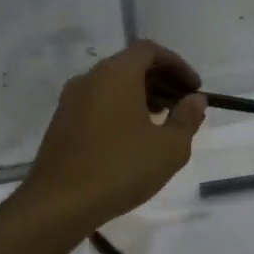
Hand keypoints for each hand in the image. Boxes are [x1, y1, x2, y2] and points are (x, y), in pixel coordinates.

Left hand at [20, 40, 206, 232]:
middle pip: (130, 65)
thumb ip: (187, 118)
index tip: (194, 89)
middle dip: (161, 82)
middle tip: (182, 107)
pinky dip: (120, 110)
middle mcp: (89, 78)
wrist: (59, 203)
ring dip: (140, 97)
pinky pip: (98, 104)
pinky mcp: (61, 123)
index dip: (177, 65)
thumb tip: (195, 100)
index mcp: (116, 74)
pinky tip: (133, 140)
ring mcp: (71, 101)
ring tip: (161, 125)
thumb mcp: (169, 147)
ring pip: (112, 86)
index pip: (149, 50)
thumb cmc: (120, 168)